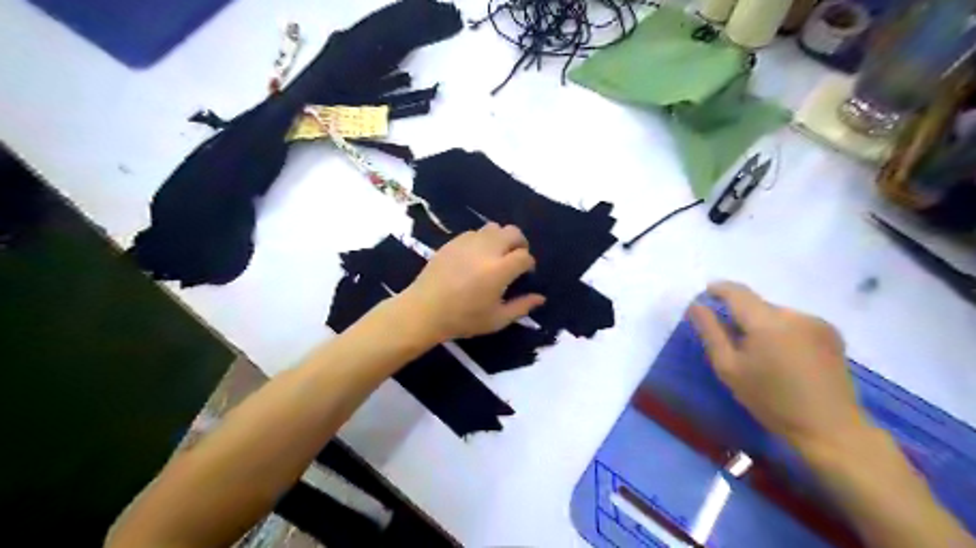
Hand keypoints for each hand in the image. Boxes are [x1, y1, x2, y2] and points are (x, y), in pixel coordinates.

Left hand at [399, 222, 548, 341]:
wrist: (424, 310)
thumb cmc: (463, 319)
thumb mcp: (497, 320)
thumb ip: (521, 307)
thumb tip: (540, 298)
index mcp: (499, 270)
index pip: (524, 256)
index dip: (529, 264)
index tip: (525, 273)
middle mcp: (486, 250)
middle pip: (513, 232)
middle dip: (520, 243)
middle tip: (515, 258)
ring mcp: (468, 242)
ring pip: (494, 227)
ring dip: (501, 239)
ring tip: (496, 255)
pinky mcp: (453, 242)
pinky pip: (475, 232)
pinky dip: (482, 240)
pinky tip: (476, 256)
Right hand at [685, 282, 868, 458]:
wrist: (830, 428)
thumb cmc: (770, 400)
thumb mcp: (729, 368)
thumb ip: (710, 332)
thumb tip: (696, 306)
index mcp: (767, 321)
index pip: (737, 292)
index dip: (718, 289)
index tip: (706, 294)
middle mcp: (794, 314)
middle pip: (757, 305)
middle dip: (741, 316)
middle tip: (732, 342)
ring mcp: (817, 323)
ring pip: (776, 314)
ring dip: (762, 325)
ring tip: (760, 353)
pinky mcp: (833, 335)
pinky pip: (796, 323)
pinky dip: (782, 332)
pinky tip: (784, 357)